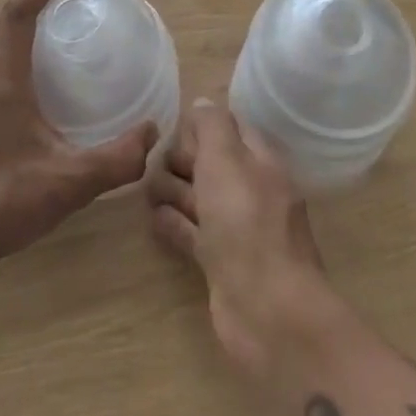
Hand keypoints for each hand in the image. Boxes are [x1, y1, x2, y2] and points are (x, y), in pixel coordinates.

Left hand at [0, 0, 158, 273]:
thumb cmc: (3, 203)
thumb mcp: (69, 183)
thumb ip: (116, 159)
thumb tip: (152, 133)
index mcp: (2, 79)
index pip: (17, 12)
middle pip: (1, 19)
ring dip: (17, 22)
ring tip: (51, 27)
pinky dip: (10, 48)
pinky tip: (32, 79)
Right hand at [146, 99, 344, 384]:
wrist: (269, 312)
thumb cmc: (246, 222)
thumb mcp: (226, 158)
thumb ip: (212, 126)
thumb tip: (201, 102)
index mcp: (260, 160)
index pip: (230, 127)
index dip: (202, 124)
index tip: (171, 126)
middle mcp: (252, 191)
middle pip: (213, 163)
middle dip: (184, 159)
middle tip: (153, 161)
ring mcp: (238, 231)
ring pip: (202, 199)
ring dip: (175, 190)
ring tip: (146, 187)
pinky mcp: (223, 266)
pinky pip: (194, 234)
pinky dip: (175, 224)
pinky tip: (153, 218)